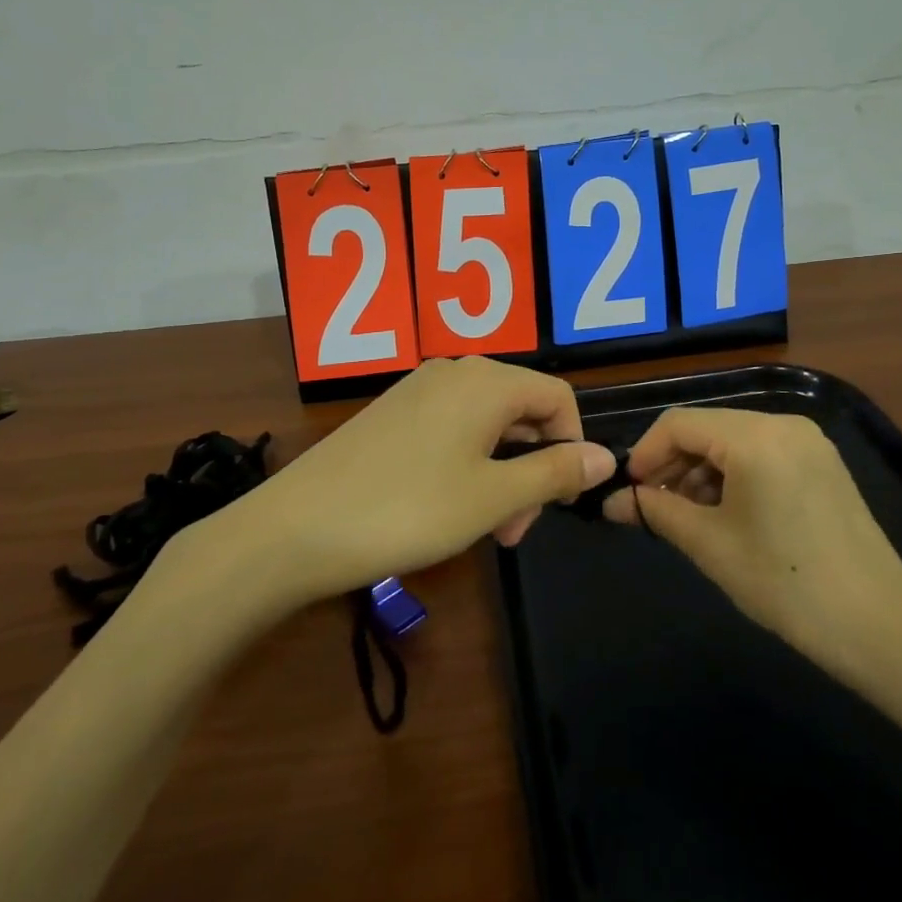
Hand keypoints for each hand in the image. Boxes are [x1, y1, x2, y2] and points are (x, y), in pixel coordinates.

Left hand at [228, 357, 616, 605]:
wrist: (295, 529)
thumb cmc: (408, 510)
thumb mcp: (493, 497)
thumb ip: (554, 472)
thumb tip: (607, 456)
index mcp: (486, 381)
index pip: (557, 398)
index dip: (573, 446)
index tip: (560, 501)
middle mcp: (454, 371)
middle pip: (522, 410)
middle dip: (533, 468)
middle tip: (515, 530)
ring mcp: (418, 390)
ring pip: (486, 425)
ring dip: (501, 473)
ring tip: (486, 529)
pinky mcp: (392, 413)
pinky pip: (451, 429)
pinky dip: (467, 465)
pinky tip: (448, 508)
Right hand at [603, 407, 901, 706]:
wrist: (882, 628)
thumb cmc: (786, 583)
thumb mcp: (710, 546)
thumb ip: (657, 512)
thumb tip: (614, 502)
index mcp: (755, 436)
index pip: (678, 423)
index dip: (645, 454)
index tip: (629, 492)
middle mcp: (783, 424)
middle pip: (707, 428)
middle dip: (673, 464)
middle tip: (653, 507)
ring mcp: (809, 442)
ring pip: (734, 441)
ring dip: (701, 472)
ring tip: (688, 517)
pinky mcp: (823, 464)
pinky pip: (762, 454)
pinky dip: (733, 476)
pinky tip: (726, 515)